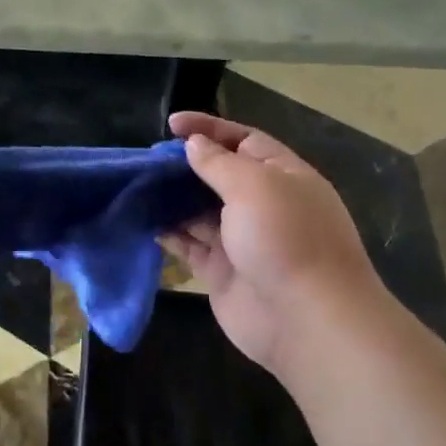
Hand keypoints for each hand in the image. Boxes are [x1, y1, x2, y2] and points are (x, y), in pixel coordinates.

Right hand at [164, 112, 381, 374]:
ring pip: (201, 210)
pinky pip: (191, 244)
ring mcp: (243, 240)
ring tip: (139, 186)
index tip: (171, 124)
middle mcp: (264, 205)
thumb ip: (218, 163)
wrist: (306, 321)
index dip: (209, 128)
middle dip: (186, 165)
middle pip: (219, 175)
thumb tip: (194, 144)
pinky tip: (145, 222)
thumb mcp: (253, 186)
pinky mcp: (223, 272)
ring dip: (173, 198)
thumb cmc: (285, 238)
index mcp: (283, 176)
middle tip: (149, 159)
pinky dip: (170, 233)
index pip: (243, 140)